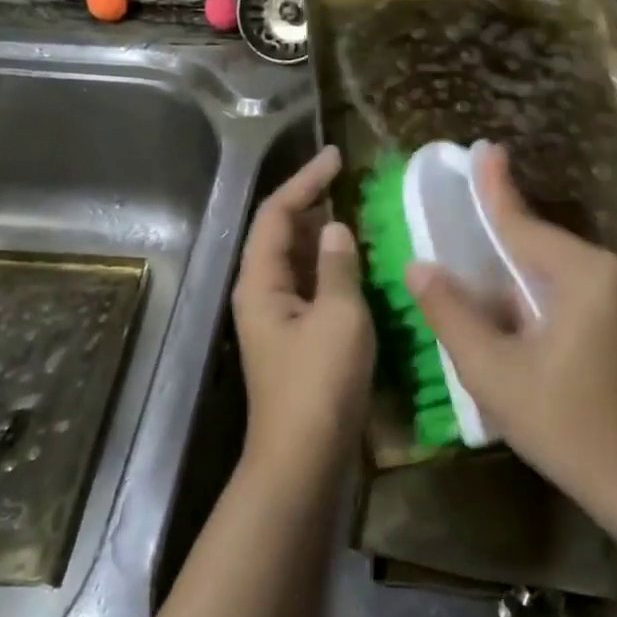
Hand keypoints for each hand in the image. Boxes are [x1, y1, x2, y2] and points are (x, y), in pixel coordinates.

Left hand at [231, 146, 374, 485]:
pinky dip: (329, 265)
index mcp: (260, 281)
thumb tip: (334, 229)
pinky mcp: (294, 337)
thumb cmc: (320, 384)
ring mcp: (276, 317)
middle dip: (310, 203)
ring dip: (320, 234)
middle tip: (348, 181)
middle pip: (279, 233)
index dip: (305, 181)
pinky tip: (355, 262)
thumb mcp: (339, 317)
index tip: (336, 157)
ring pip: (295, 260)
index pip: (277, 213)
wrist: (303, 459)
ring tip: (355, 211)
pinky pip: (308, 285)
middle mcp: (260, 293)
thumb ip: (337, 267)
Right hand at [406, 144, 616, 511]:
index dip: (495, 189)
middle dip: (499, 227)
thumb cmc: (564, 424)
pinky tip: (504, 300)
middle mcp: (608, 274)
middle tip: (464, 199)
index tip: (482, 149)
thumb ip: (452, 314)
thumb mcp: (493, 371)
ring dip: (512, 264)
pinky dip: (531, 288)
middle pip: (539, 243)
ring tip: (473, 250)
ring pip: (551, 267)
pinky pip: (565, 288)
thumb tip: (418, 267)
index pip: (525, 225)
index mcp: (584, 276)